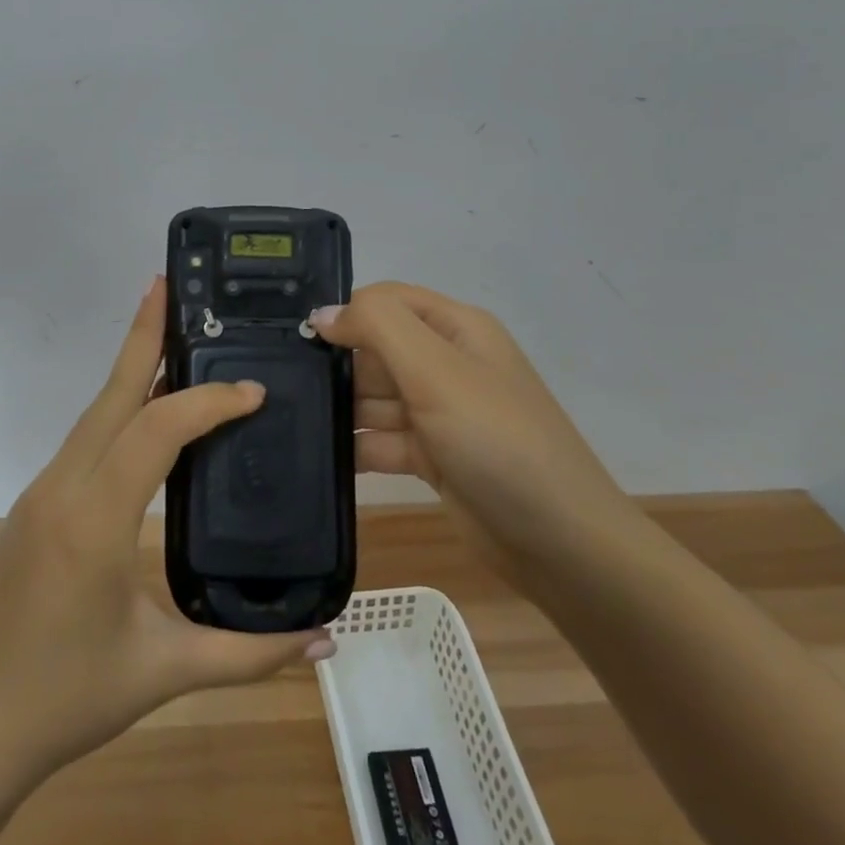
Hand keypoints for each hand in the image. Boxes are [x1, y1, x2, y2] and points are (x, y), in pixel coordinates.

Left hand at [0, 277, 332, 780]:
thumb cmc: (67, 699)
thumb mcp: (166, 672)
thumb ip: (251, 653)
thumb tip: (327, 640)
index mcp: (94, 518)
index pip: (157, 431)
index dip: (207, 402)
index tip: (253, 392)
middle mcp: (62, 487)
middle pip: (111, 394)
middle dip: (143, 335)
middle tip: (170, 286)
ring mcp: (42, 491)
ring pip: (96, 413)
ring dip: (132, 369)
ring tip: (172, 336)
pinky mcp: (36, 503)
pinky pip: (85, 439)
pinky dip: (119, 409)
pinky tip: (145, 413)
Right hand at [314, 282, 639, 597]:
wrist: (560, 543)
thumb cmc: (497, 440)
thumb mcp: (437, 371)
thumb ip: (377, 328)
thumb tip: (322, 315)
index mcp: (456, 328)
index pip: (387, 301)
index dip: (347, 313)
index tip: (298, 340)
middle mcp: (447, 363)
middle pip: (376, 348)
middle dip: (338, 365)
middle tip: (284, 386)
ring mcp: (439, 412)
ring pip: (374, 397)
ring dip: (340, 408)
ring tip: (291, 419)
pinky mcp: (432, 457)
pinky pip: (381, 439)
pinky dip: (354, 446)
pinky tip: (318, 455)